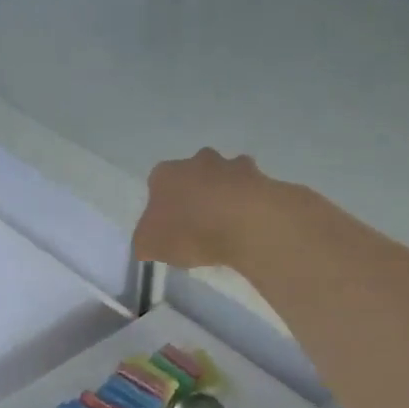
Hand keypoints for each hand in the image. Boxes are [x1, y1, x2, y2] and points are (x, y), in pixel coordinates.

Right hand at [132, 148, 268, 271]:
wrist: (245, 224)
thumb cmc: (189, 232)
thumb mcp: (149, 246)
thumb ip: (145, 240)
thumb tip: (149, 241)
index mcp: (165, 174)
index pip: (157, 184)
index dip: (161, 206)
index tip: (169, 227)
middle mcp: (198, 161)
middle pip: (192, 176)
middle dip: (195, 195)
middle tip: (198, 226)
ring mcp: (233, 166)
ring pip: (224, 180)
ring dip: (224, 198)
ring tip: (227, 229)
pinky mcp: (263, 178)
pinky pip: (251, 193)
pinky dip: (249, 206)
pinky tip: (249, 228)